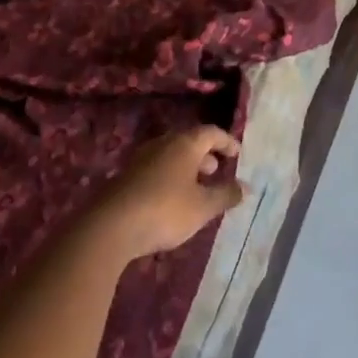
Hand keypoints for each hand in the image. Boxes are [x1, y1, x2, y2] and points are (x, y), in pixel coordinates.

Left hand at [92, 126, 245, 260]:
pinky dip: (170, 177)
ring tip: (195, 187)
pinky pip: (157, 168)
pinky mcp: (128, 175)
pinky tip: (170, 199)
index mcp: (185, 143)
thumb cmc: (165, 210)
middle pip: (189, 141)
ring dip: (187, 167)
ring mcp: (142, 158)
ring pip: (171, 155)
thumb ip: (225, 195)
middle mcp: (164, 143)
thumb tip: (245, 186)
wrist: (111, 225)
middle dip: (205, 154)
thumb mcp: (202, 207)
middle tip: (216, 170)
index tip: (237, 153)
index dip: (226, 141)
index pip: (211, 132)